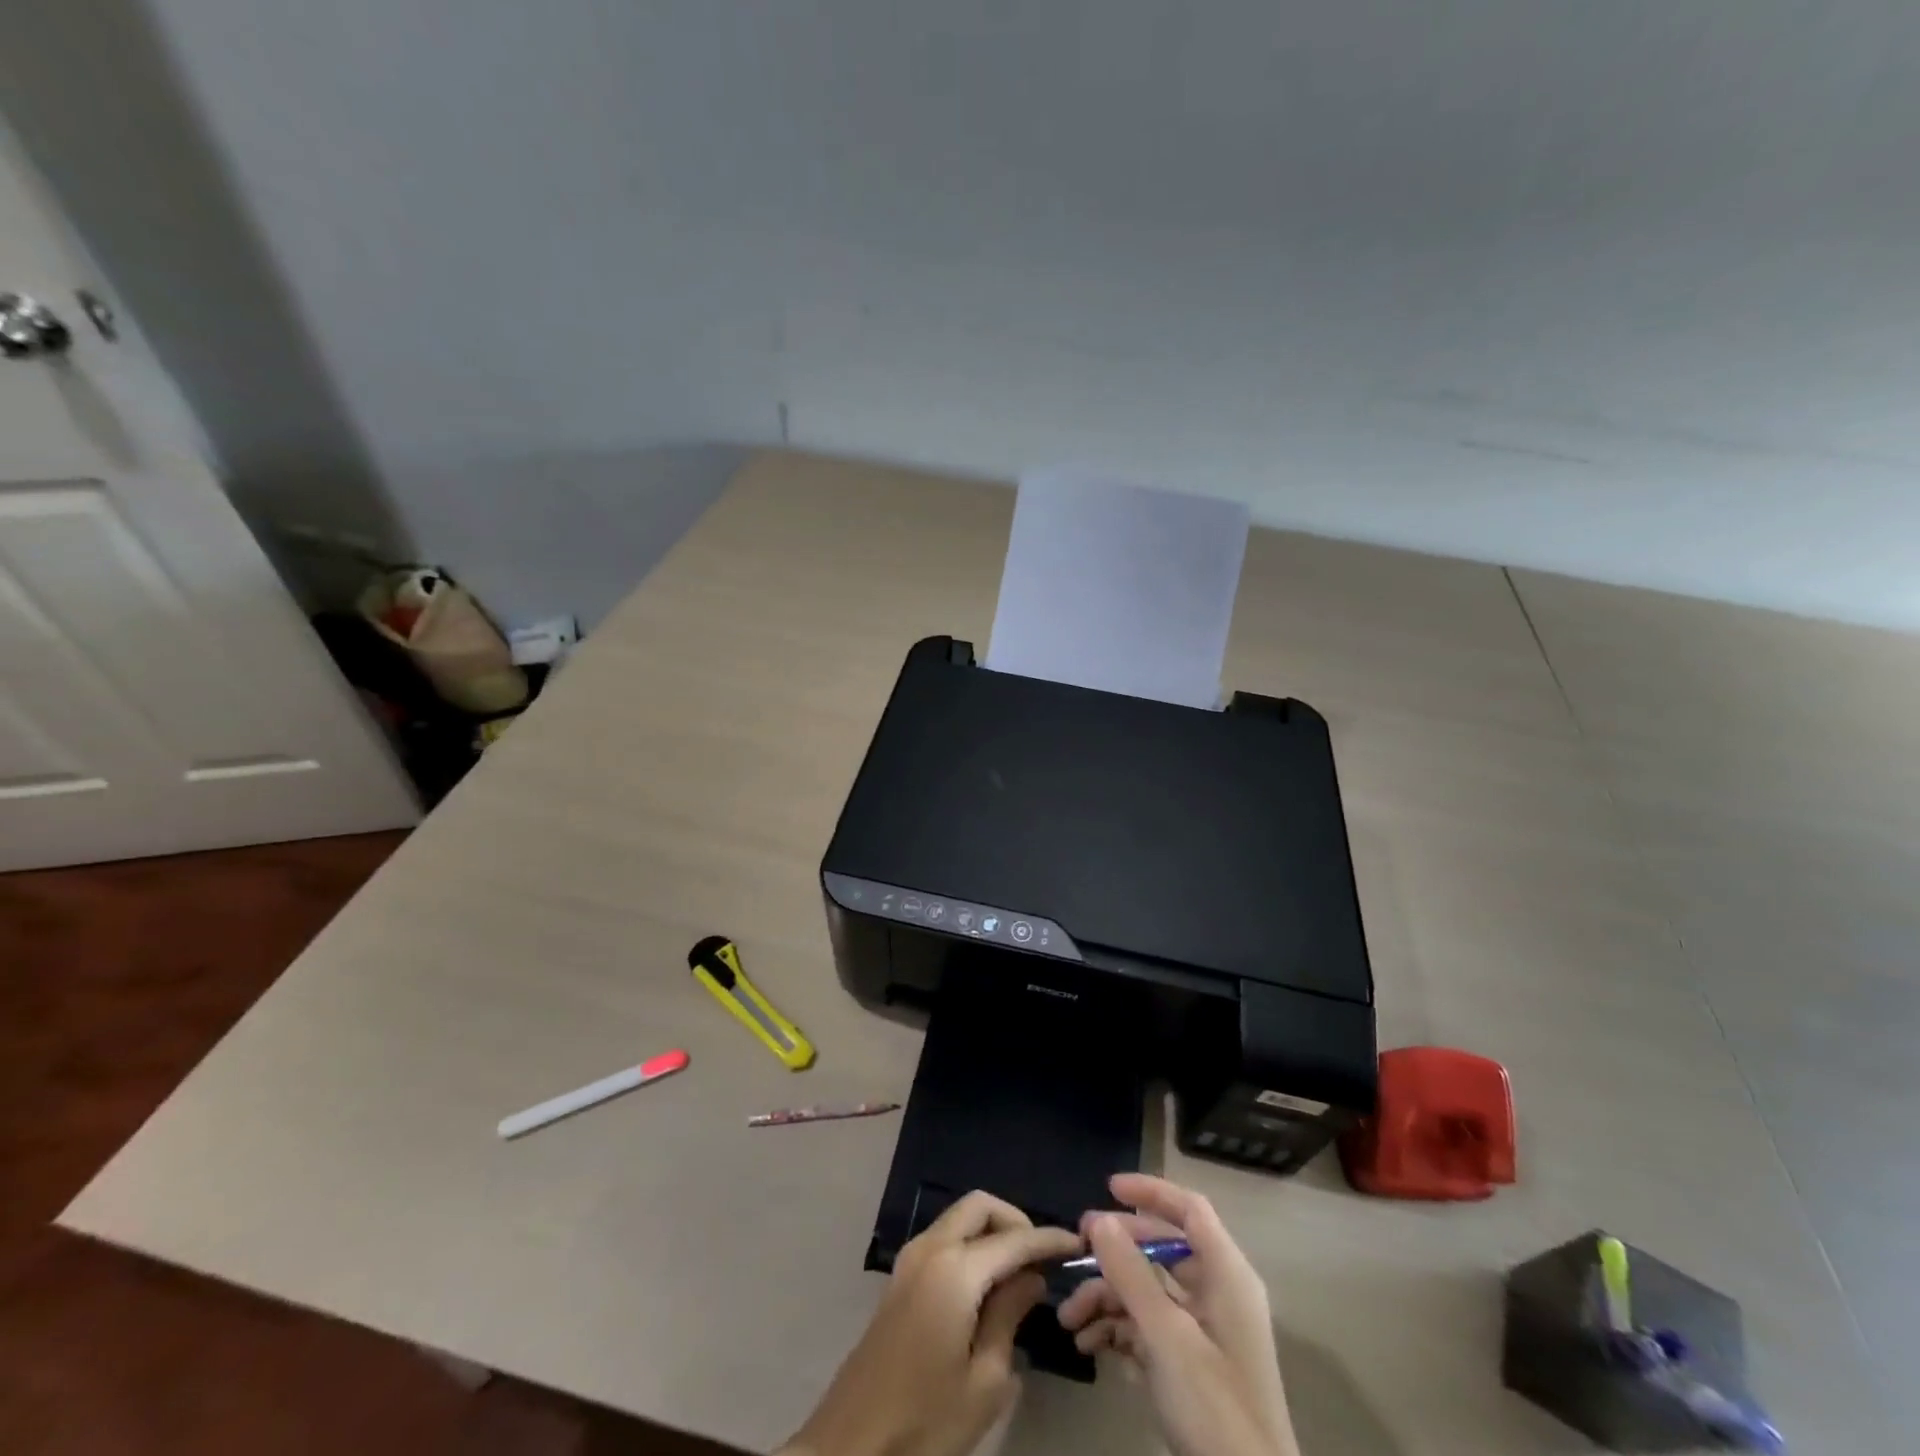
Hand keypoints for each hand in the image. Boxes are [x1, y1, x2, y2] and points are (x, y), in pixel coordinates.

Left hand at [782, 1191, 1081, 1455]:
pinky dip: (970, 1243)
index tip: (1077, 1242)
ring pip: (959, 1218)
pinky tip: (987, 1283)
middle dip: (1015, 1219)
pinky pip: (944, 1238)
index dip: (1048, 1238)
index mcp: (954, 1269)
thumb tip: (1030, 1277)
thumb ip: (1009, 1316)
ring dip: (991, 1229)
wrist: (851, 1444)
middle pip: (979, 1206)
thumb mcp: (984, 1380)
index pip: (1013, 1239)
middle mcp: (930, 1248)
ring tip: (1019, 1271)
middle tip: (1041, 1256)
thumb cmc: (925, 1420)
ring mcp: (910, 1260)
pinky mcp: (900, 1278)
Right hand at [1057, 1174, 1298, 1455]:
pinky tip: (1089, 1346)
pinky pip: (1150, 1327)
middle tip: (1075, 1251)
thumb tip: (1100, 1219)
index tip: (1108, 1188)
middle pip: (1162, 1250)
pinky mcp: (1192, 1365)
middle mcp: (1217, 1293)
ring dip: (1107, 1298)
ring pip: (1149, 1291)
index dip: (1151, 1192)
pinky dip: (1119, 1330)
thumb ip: (1131, 1274)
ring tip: (1068, 1319)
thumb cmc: (1216, 1408)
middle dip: (1115, 1251)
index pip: (1190, 1210)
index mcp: (1226, 1275)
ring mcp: (1205, 1331)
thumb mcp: (1167, 1337)